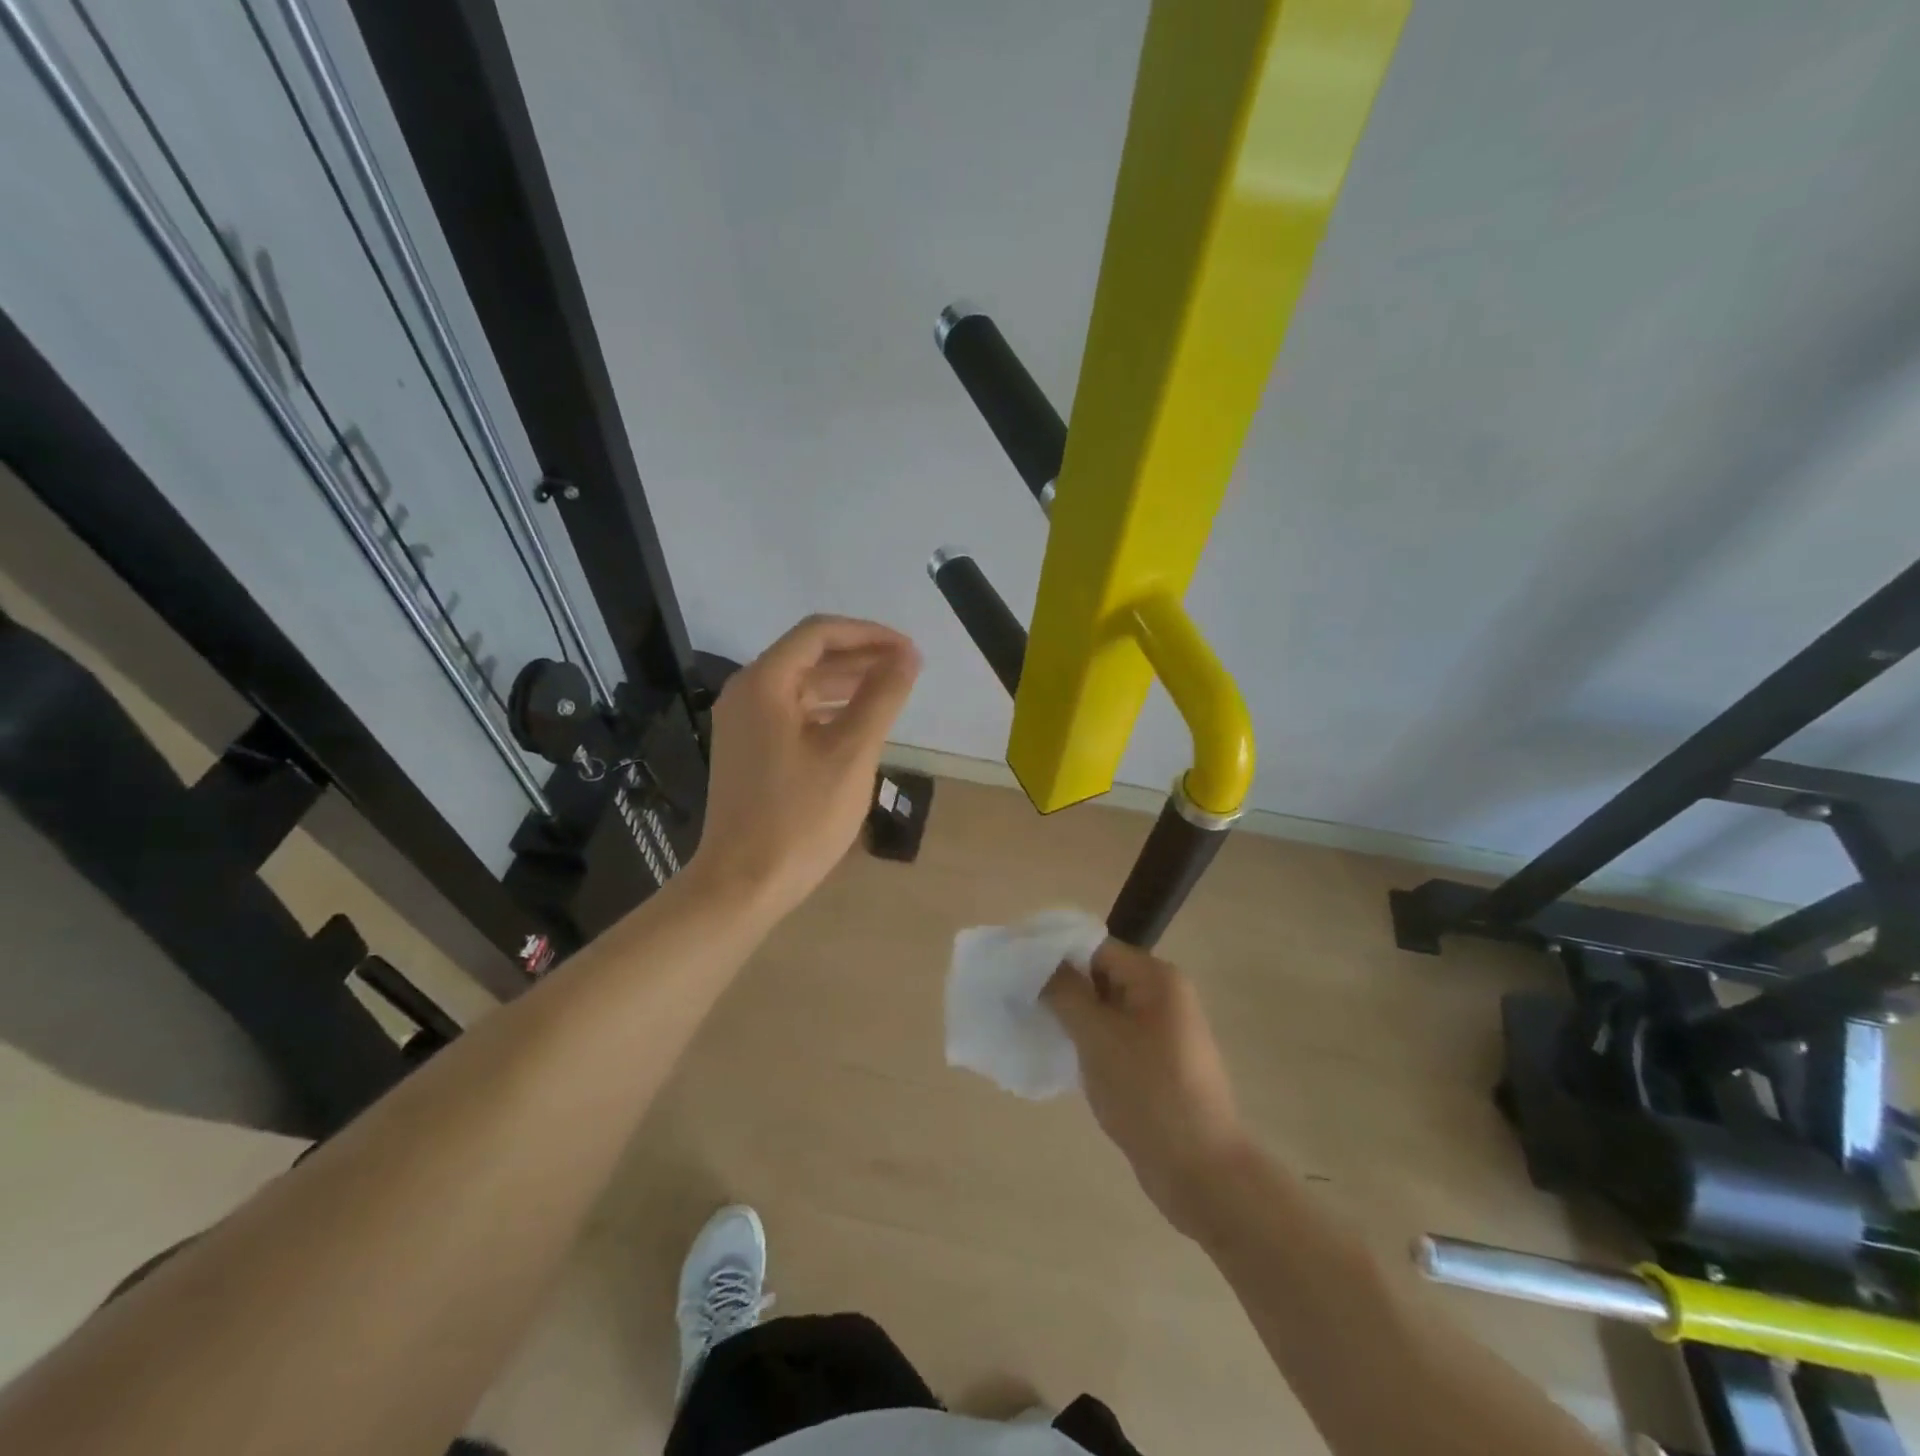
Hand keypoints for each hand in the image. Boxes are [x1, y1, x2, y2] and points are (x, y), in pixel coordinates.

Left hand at [688, 615, 919, 919]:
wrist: (743, 884)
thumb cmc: (800, 817)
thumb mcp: (851, 753)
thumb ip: (881, 697)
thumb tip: (907, 656)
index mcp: (764, 683)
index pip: (819, 633)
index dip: (869, 634)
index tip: (909, 651)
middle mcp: (746, 693)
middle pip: (808, 656)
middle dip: (860, 657)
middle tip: (907, 669)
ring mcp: (743, 724)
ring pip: (801, 686)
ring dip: (846, 683)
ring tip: (891, 691)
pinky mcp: (749, 751)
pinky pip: (793, 713)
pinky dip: (828, 710)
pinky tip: (858, 724)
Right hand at [1044, 940, 1250, 1238]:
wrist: (1200, 1170)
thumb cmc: (1146, 1092)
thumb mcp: (1096, 1036)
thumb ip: (1064, 991)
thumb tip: (1040, 963)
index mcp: (1156, 977)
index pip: (1096, 947)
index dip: (1056, 955)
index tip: (1018, 971)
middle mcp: (1164, 995)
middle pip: (1101, 975)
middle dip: (1063, 988)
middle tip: (1022, 1002)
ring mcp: (1164, 1031)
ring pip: (1106, 1009)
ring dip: (1074, 1017)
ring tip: (1036, 1028)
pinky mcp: (1158, 1062)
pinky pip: (1116, 1036)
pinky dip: (1090, 1041)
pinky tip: (1064, 1057)